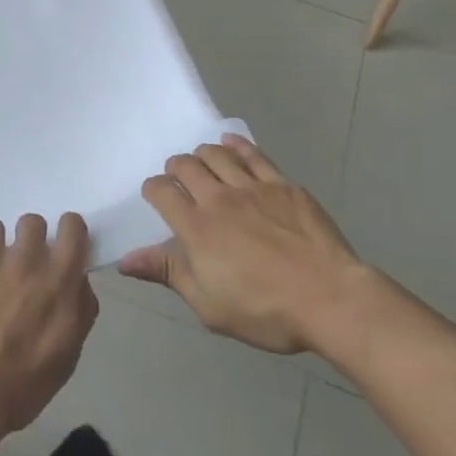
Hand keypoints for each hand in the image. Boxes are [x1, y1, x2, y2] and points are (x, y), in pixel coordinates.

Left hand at [0, 213, 98, 436]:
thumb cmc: (26, 382)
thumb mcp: (69, 354)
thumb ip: (80, 309)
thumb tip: (79, 281)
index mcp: (59, 278)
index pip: (72, 226)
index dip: (68, 232)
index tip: (61, 246)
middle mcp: (26, 259)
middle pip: (31, 220)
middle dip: (27, 238)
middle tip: (21, 264)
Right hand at [120, 137, 364, 355]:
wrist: (330, 299)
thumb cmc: (266, 311)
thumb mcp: (209, 306)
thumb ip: (168, 274)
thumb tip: (125, 260)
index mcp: (197, 228)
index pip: (161, 191)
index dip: (153, 190)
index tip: (157, 198)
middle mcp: (218, 198)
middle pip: (185, 165)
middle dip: (175, 168)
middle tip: (180, 180)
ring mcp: (251, 187)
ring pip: (215, 153)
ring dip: (202, 155)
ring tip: (203, 164)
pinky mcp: (281, 183)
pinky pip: (253, 153)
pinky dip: (236, 144)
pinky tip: (231, 144)